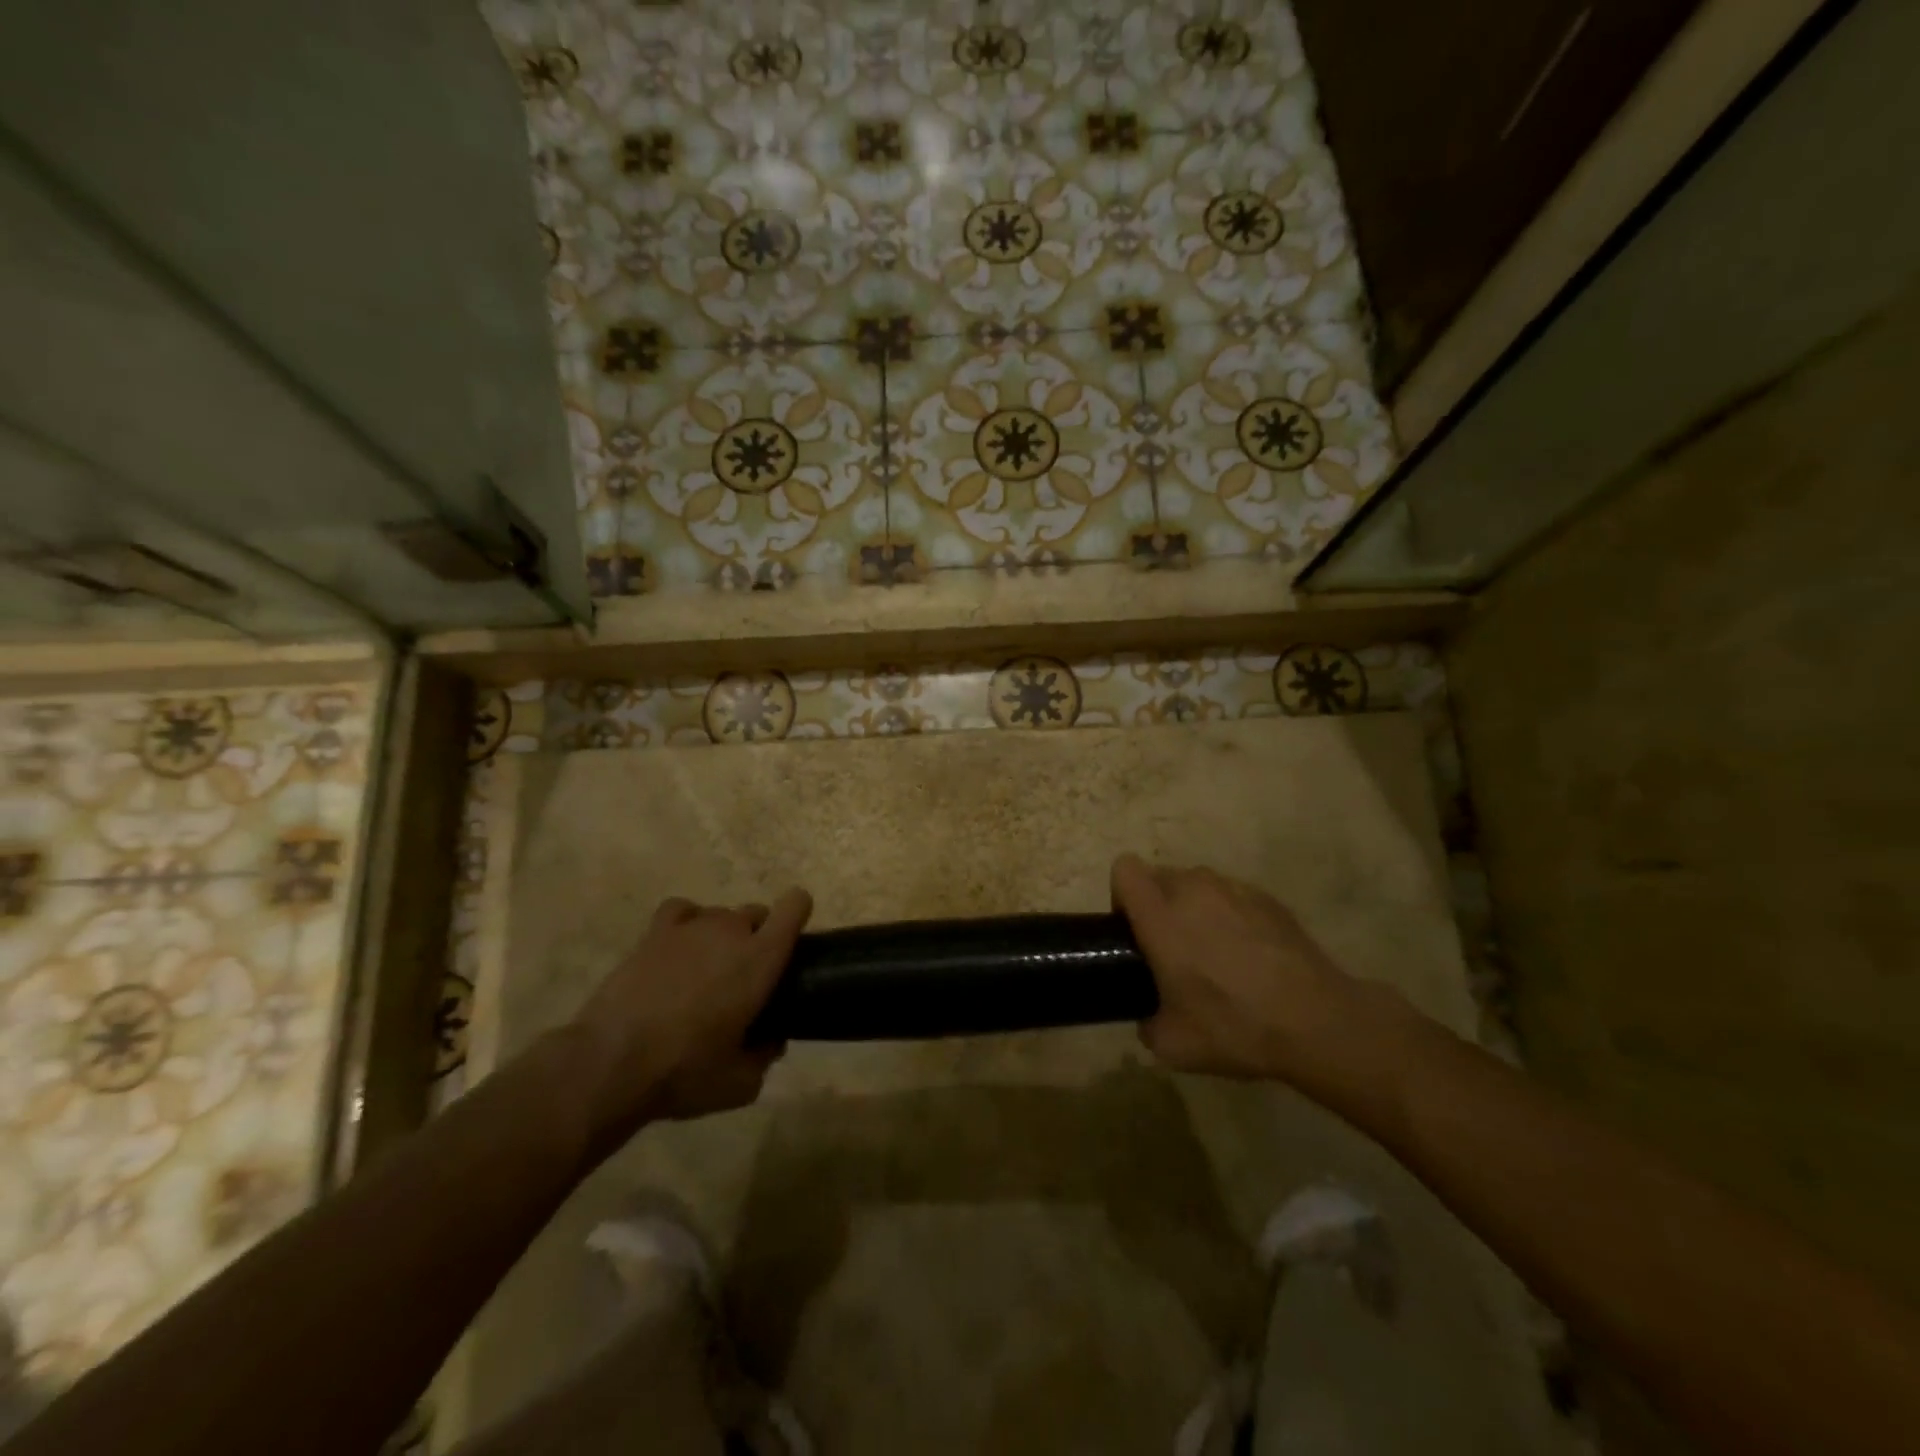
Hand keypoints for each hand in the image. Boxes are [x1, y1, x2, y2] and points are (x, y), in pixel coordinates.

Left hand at [571, 889, 812, 1138]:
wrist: (611, 1063)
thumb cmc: (685, 1072)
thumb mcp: (740, 1083)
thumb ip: (765, 1056)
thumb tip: (771, 1042)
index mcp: (761, 958)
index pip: (794, 906)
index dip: (799, 914)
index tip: (794, 940)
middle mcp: (730, 931)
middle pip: (756, 913)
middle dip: (757, 936)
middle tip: (744, 976)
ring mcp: (691, 927)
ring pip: (720, 914)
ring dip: (722, 936)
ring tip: (706, 970)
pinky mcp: (654, 933)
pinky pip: (682, 910)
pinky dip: (687, 923)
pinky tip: (680, 947)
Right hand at [1111, 855, 1406, 1087]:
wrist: (1317, 1022)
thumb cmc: (1235, 1027)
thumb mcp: (1172, 1045)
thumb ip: (1147, 1023)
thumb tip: (1150, 1017)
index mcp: (1161, 916)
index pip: (1125, 870)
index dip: (1122, 895)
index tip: (1134, 931)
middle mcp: (1194, 891)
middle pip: (1159, 875)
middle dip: (1158, 904)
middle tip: (1172, 949)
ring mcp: (1235, 890)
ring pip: (1198, 883)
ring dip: (1194, 907)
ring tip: (1214, 951)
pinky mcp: (1269, 899)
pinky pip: (1233, 896)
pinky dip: (1231, 915)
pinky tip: (1250, 956)